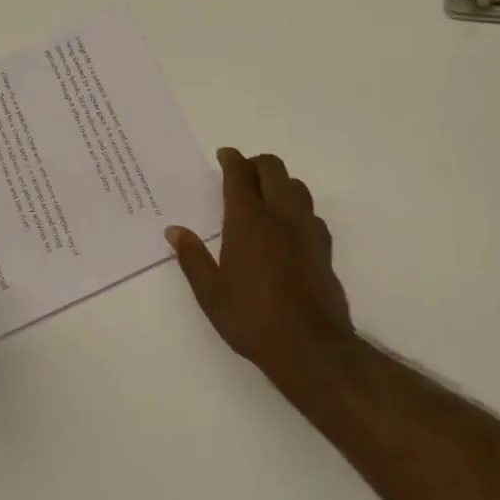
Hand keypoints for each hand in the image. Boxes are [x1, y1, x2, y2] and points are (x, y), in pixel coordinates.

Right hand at [167, 148, 355, 380]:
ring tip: (266, 195)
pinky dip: (297, 208)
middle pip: (273, 169)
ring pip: (296, 187)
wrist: (309, 345)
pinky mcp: (324, 248)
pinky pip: (311, 213)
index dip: (231, 159)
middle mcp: (280, 215)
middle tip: (242, 172)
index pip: (240, 175)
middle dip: (256, 163)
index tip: (224, 154)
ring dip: (280, 182)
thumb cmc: (251, 317)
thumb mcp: (210, 292)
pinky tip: (289, 227)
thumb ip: (192, 257)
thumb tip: (175, 231)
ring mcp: (307, 230)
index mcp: (248, 221)